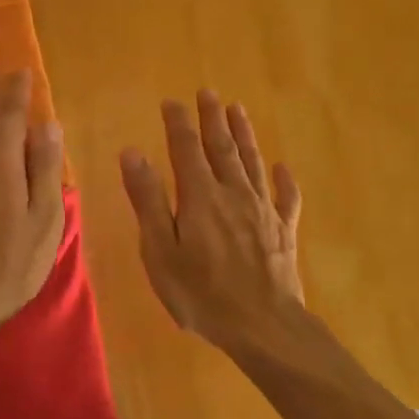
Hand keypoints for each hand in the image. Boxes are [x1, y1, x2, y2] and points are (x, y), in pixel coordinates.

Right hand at [120, 91, 303, 353]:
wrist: (264, 326)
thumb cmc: (202, 294)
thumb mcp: (160, 251)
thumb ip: (148, 200)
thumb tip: (132, 153)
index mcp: (200, 197)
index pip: (186, 149)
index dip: (179, 123)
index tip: (172, 101)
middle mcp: (234, 193)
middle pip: (222, 147)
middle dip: (213, 118)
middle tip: (209, 93)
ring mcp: (263, 211)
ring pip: (253, 162)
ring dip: (244, 135)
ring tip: (238, 111)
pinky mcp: (284, 231)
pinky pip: (285, 197)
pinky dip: (284, 179)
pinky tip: (282, 168)